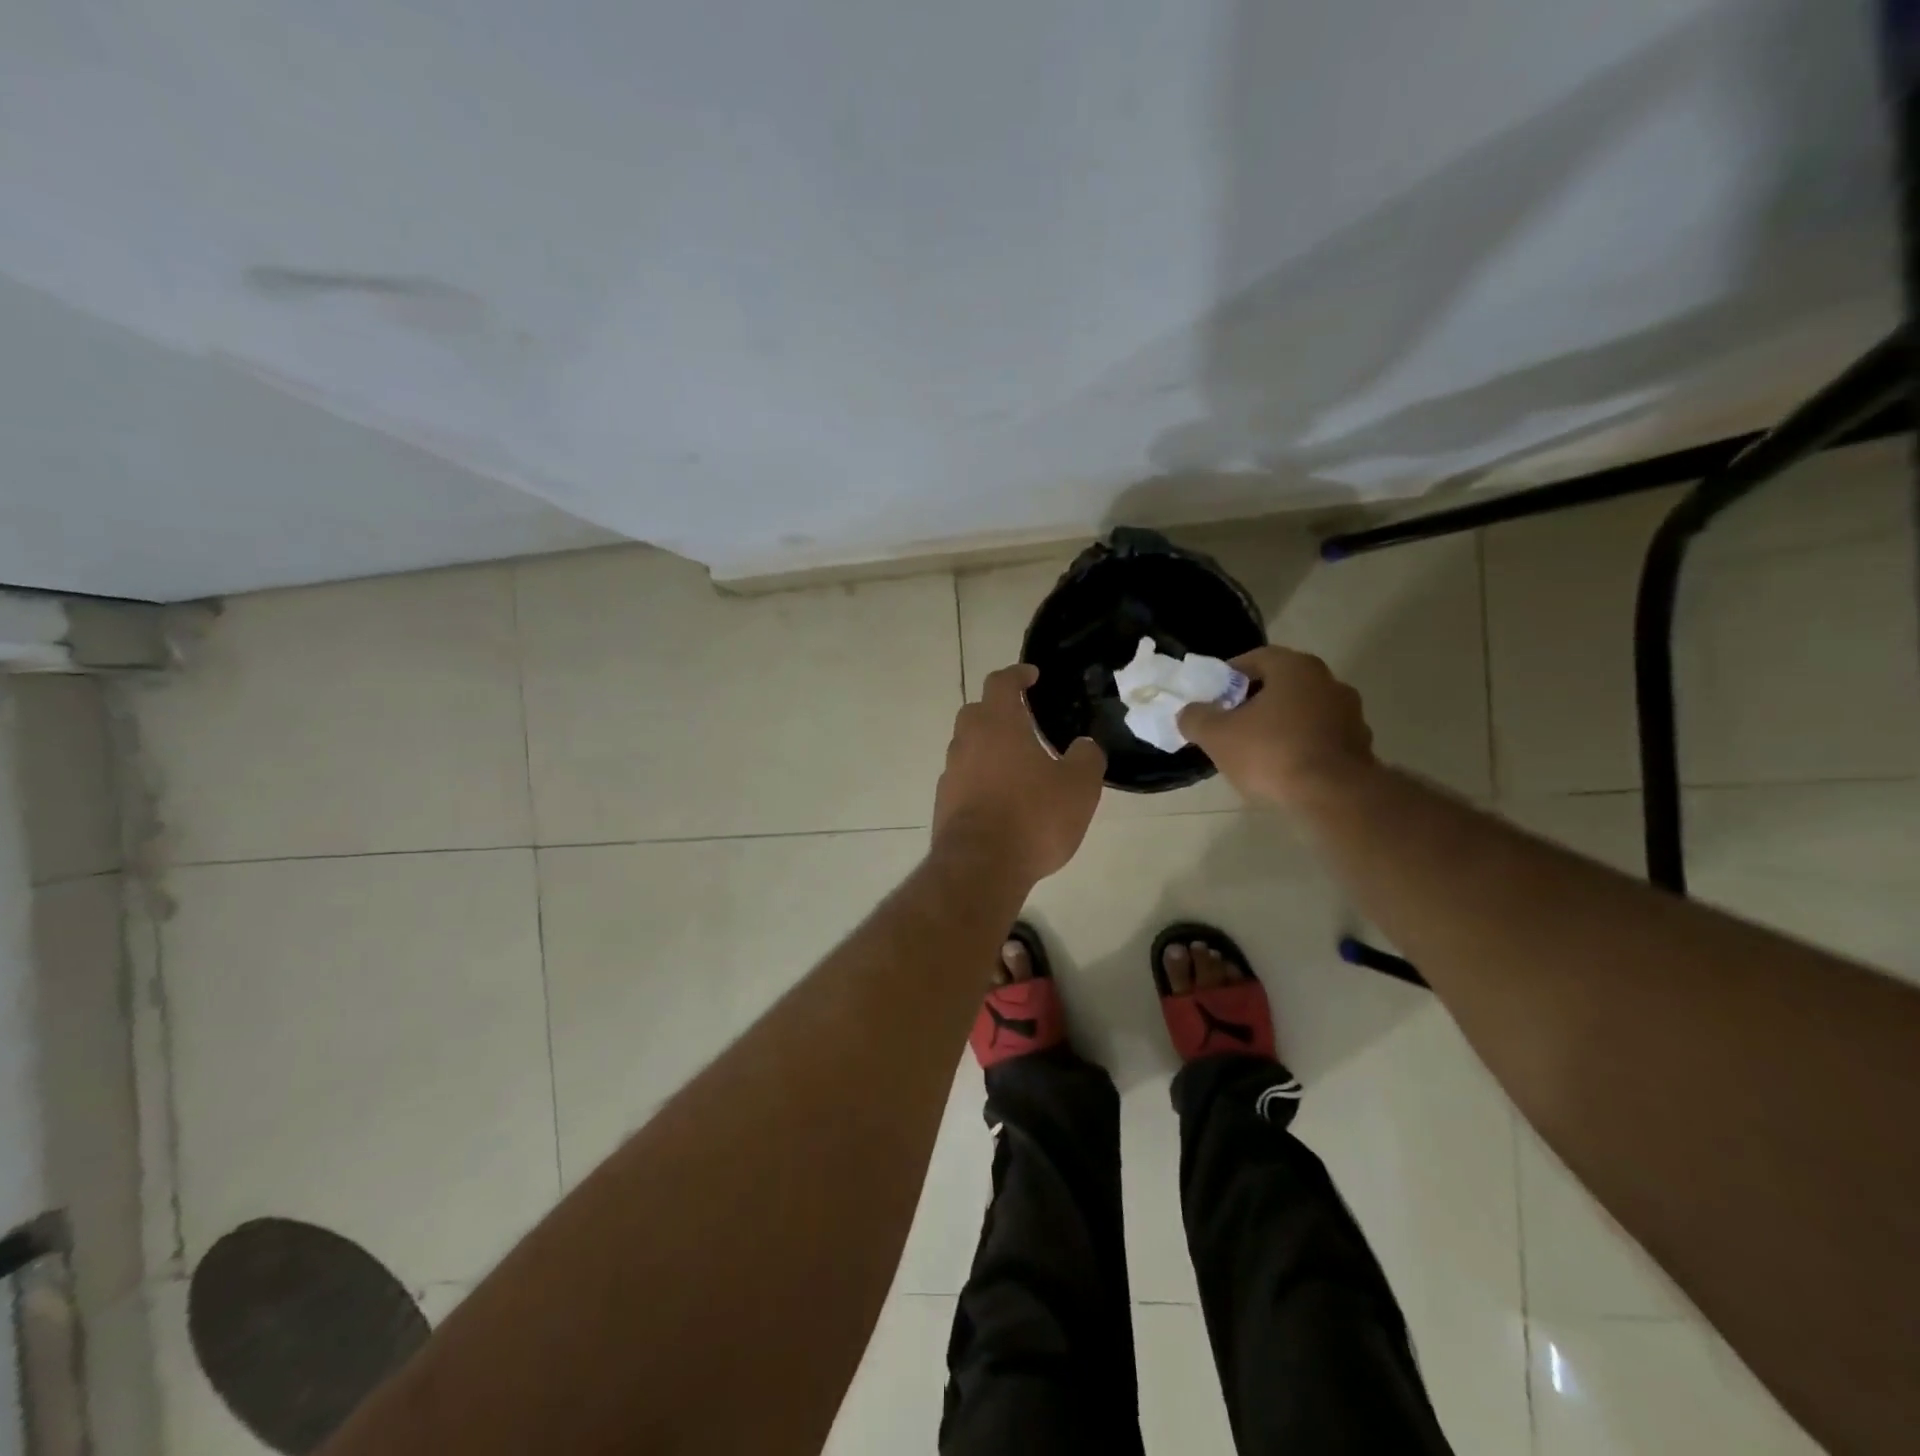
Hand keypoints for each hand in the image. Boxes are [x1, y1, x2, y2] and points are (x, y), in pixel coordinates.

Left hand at [932, 664, 1104, 884]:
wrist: (981, 866)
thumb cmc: (1034, 816)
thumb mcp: (1079, 787)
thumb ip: (1087, 758)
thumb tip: (1085, 746)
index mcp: (998, 724)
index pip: (1001, 682)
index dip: (1017, 675)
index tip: (1032, 676)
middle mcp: (967, 740)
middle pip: (977, 711)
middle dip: (998, 710)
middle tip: (1024, 721)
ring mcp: (950, 772)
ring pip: (967, 745)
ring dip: (988, 746)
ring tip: (1016, 763)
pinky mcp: (943, 802)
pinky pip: (963, 777)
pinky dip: (979, 777)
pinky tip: (1000, 797)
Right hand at [1177, 645, 1375, 808]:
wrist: (1334, 796)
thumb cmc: (1271, 753)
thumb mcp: (1217, 735)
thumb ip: (1196, 718)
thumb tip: (1189, 712)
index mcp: (1295, 668)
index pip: (1255, 658)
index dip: (1229, 676)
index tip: (1212, 697)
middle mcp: (1328, 681)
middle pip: (1281, 684)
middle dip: (1253, 701)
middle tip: (1229, 723)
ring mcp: (1349, 714)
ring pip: (1302, 712)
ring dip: (1278, 724)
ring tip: (1254, 750)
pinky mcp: (1359, 745)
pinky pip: (1319, 738)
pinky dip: (1300, 746)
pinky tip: (1282, 768)